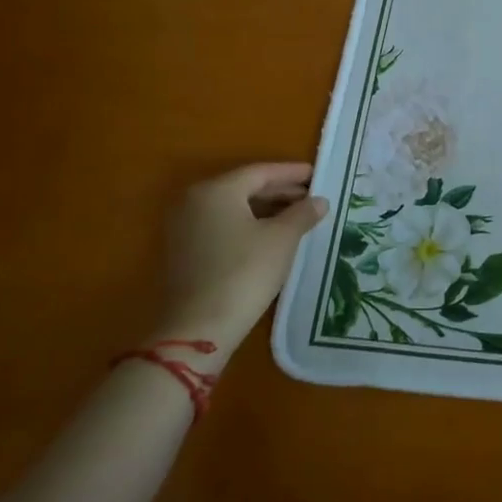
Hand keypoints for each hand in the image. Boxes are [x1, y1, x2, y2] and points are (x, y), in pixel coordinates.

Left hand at [152, 163, 326, 356]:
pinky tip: (271, 237)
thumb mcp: (282, 240)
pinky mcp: (183, 252)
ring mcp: (184, 228)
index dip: (292, 173)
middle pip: (244, 188)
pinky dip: (248, 225)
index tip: (317, 175)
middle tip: (311, 196)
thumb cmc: (244, 273)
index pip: (260, 172)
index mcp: (216, 190)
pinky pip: (222, 226)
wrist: (197, 329)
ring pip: (233, 208)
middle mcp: (194, 201)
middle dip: (280, 191)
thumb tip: (319, 201)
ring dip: (265, 209)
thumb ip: (302, 214)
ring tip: (297, 217)